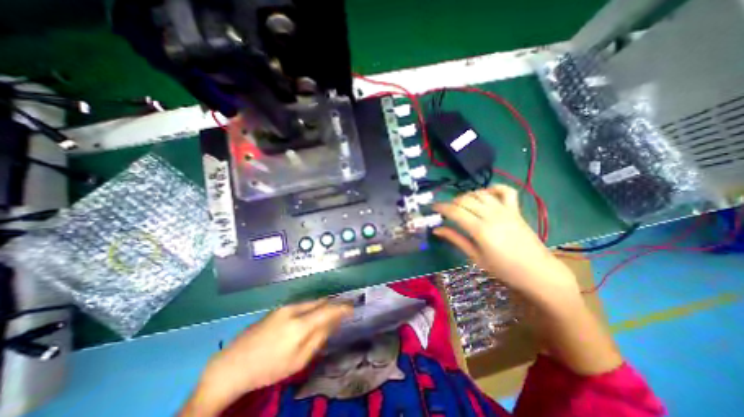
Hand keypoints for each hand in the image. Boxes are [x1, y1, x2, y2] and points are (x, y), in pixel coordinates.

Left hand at [183, 301, 351, 414]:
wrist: (232, 365)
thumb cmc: (268, 368)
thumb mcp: (298, 361)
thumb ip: (318, 339)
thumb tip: (332, 323)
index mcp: (300, 325)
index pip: (328, 310)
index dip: (342, 308)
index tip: (353, 308)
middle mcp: (294, 309)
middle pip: (320, 302)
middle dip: (333, 304)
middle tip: (343, 309)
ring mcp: (285, 307)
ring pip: (311, 301)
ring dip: (323, 305)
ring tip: (330, 311)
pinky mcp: (278, 308)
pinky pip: (302, 304)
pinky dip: (312, 307)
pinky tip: (312, 314)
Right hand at [434, 185, 576, 303]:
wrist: (538, 272)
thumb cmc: (504, 269)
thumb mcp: (475, 257)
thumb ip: (455, 239)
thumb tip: (437, 229)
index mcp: (481, 230)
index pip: (455, 211)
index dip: (441, 207)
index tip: (432, 208)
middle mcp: (492, 215)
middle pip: (465, 200)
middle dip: (451, 202)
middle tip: (446, 211)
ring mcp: (505, 210)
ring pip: (480, 193)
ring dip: (467, 196)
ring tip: (461, 205)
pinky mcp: (515, 210)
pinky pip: (505, 191)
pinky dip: (493, 188)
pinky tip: (485, 194)